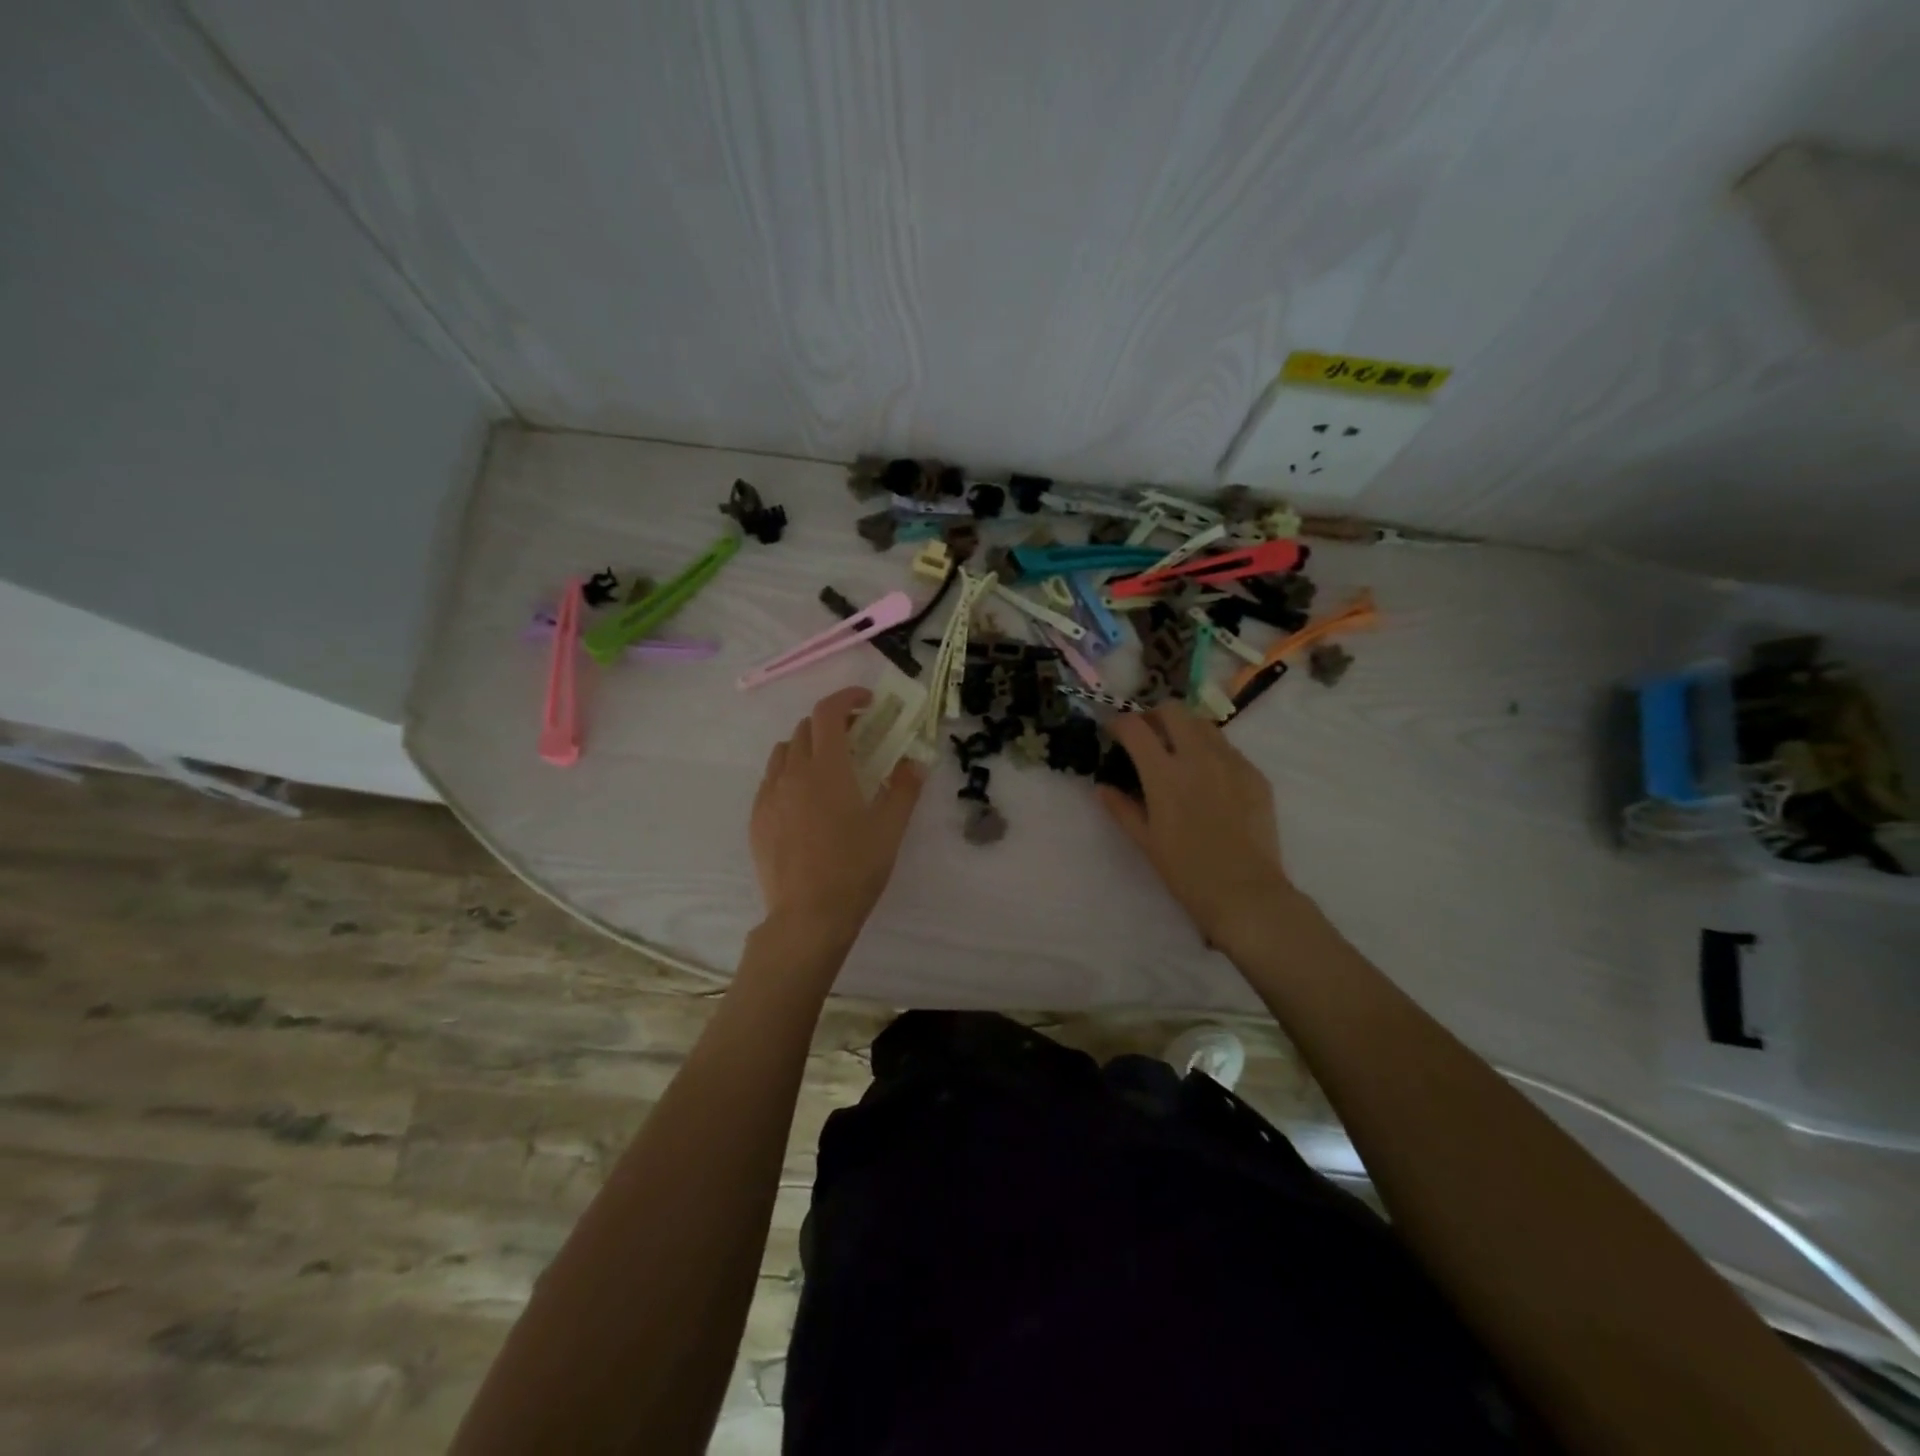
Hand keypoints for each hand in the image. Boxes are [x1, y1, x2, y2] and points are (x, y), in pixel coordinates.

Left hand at [750, 687, 925, 946]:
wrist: (807, 916)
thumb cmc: (854, 869)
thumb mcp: (890, 829)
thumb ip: (904, 788)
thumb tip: (915, 762)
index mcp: (826, 768)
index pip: (828, 712)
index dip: (847, 698)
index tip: (867, 702)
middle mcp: (792, 773)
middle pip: (806, 729)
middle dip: (832, 723)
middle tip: (857, 739)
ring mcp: (769, 795)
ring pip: (784, 752)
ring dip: (808, 747)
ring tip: (829, 769)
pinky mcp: (757, 818)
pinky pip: (771, 780)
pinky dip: (791, 774)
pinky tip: (806, 801)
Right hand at [1098, 706, 1291, 945]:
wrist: (1245, 892)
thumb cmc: (1186, 871)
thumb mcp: (1145, 841)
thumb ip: (1121, 808)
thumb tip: (1102, 787)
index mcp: (1164, 774)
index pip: (1135, 727)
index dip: (1119, 723)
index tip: (1114, 731)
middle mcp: (1198, 757)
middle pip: (1173, 710)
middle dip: (1154, 715)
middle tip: (1148, 736)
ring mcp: (1231, 762)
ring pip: (1204, 724)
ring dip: (1184, 729)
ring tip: (1179, 753)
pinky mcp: (1254, 774)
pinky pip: (1228, 749)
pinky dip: (1211, 752)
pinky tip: (1209, 779)